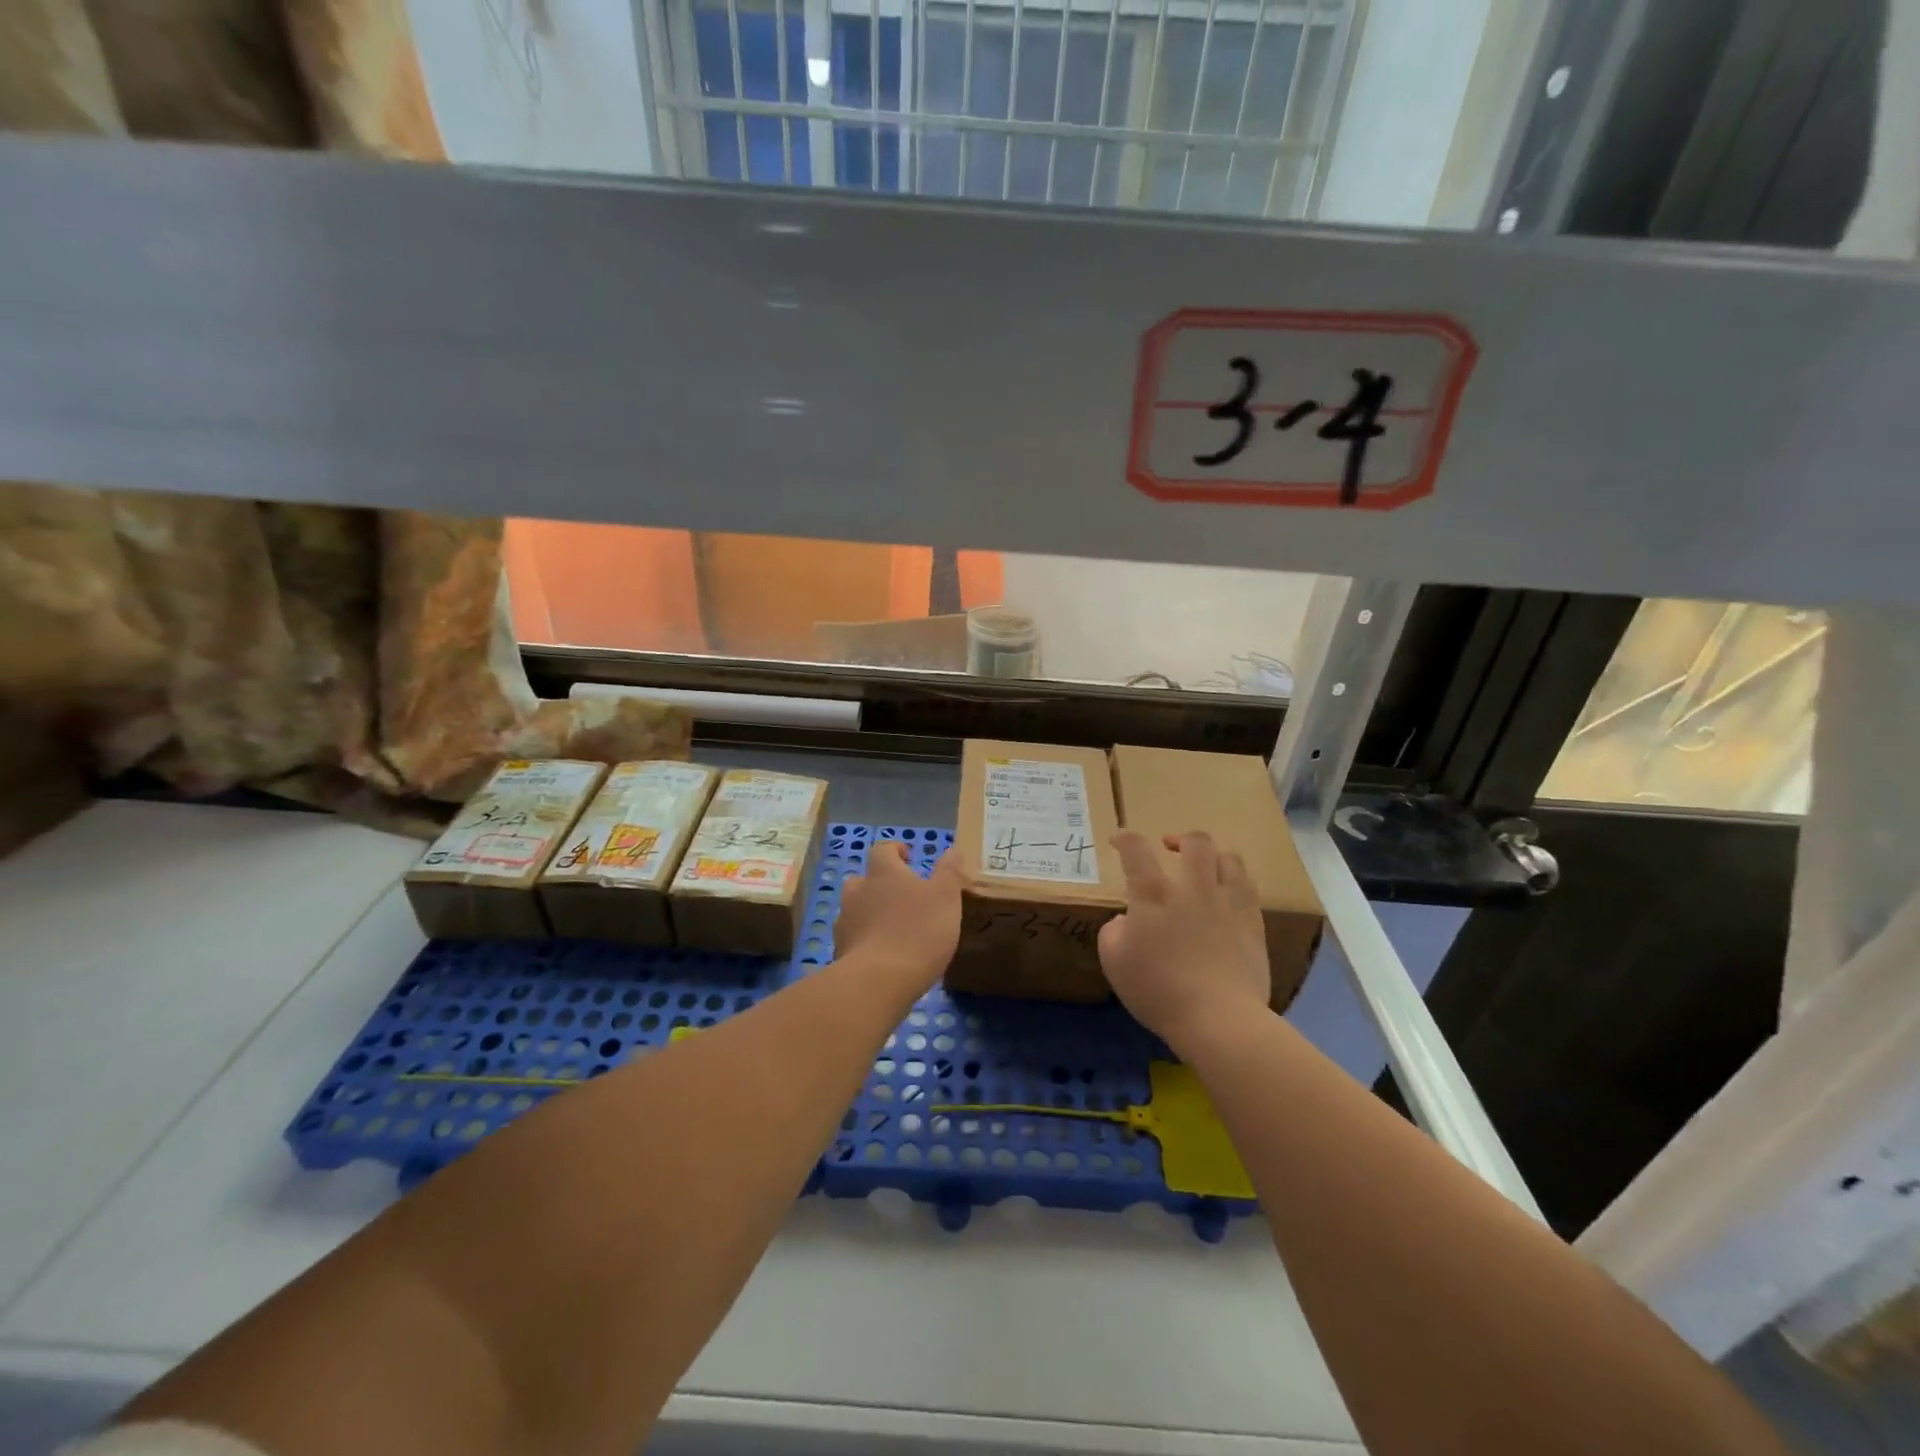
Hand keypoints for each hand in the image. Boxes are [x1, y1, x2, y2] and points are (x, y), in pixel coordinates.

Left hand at [835, 842, 963, 989]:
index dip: (895, 850)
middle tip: (902, 896)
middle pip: (864, 879)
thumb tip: (952, 850)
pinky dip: (866, 940)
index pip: (883, 850)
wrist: (877, 981)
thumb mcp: (946, 898)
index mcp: (883, 872)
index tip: (908, 857)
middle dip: (880, 884)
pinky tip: (882, 955)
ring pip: (855, 909)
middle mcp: (858, 891)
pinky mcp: (840, 951)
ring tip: (893, 928)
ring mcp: (845, 921)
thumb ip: (949, 872)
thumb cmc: (918, 931)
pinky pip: (853, 938)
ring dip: (870, 913)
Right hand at [1098, 830, 1270, 1053]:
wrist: (1219, 1018)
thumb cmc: (1158, 990)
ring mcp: (1228, 903)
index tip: (1119, 841)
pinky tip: (1227, 896)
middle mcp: (1193, 888)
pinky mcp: (1253, 924)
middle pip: (1195, 842)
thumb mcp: (1114, 962)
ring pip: (1230, 858)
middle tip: (1170, 847)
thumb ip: (1114, 932)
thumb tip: (1126, 920)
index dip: (1125, 839)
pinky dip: (1234, 882)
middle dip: (1180, 838)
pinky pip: (1249, 888)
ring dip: (1214, 855)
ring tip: (1206, 867)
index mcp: (1153, 894)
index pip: (1136, 850)